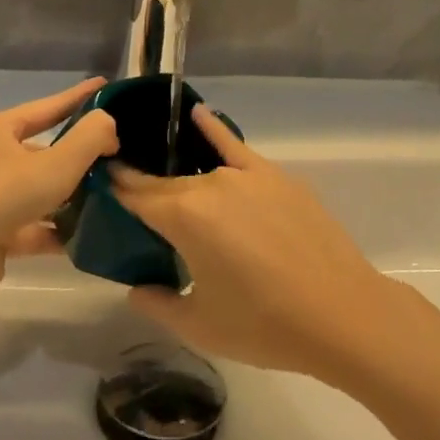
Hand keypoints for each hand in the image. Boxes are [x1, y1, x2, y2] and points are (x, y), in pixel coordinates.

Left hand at [0, 78, 118, 305]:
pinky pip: (34, 227)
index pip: (48, 107)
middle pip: (43, 151)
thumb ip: (90, 137)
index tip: (105, 85)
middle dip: (79, 154)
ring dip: (71, 195)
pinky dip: (58, 230)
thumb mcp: (57, 162)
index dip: (78, 97)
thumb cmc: (4, 195)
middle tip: (116, 152)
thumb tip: (108, 126)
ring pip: (40, 191)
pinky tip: (88, 235)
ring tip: (110, 194)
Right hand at [111, 106, 411, 378]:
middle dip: (144, 187)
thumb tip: (135, 288)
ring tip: (160, 169)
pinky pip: (235, 147)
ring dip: (178, 173)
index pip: (136, 195)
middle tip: (130, 200)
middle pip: (166, 182)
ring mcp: (245, 175)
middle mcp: (209, 184)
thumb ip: (158, 303)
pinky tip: (198, 114)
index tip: (98, 183)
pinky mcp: (275, 175)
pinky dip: (214, 130)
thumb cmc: (264, 326)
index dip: (115, 189)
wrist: (341, 313)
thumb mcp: (200, 325)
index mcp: (183, 216)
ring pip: (199, 171)